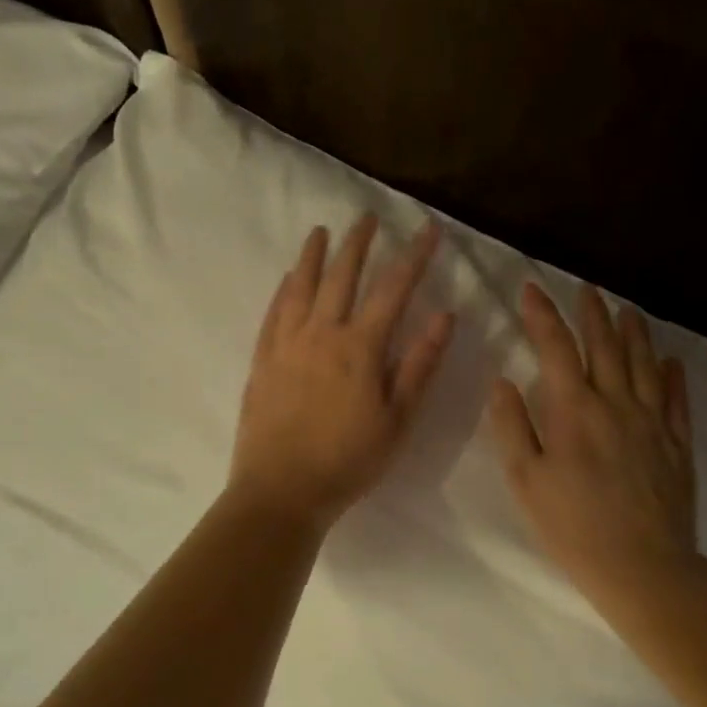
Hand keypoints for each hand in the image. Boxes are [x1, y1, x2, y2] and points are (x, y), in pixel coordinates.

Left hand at [228, 213, 454, 529]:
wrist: (281, 490)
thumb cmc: (349, 460)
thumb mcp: (397, 420)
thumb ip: (420, 365)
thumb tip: (445, 315)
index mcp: (360, 348)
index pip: (393, 289)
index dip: (414, 256)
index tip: (428, 229)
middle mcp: (321, 333)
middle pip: (342, 276)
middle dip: (359, 243)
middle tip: (368, 216)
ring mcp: (286, 345)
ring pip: (301, 287)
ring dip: (314, 256)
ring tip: (321, 231)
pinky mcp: (262, 361)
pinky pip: (274, 313)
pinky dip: (284, 289)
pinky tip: (289, 279)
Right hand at [488, 282, 699, 614]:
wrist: (642, 566)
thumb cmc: (572, 526)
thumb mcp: (525, 479)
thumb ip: (512, 425)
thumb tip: (504, 381)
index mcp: (574, 409)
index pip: (556, 348)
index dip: (542, 315)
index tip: (531, 289)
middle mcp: (616, 403)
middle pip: (605, 345)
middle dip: (592, 313)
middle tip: (586, 288)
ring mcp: (653, 422)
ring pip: (644, 363)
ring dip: (634, 332)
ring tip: (627, 309)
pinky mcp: (677, 444)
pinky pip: (677, 399)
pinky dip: (673, 375)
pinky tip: (671, 361)